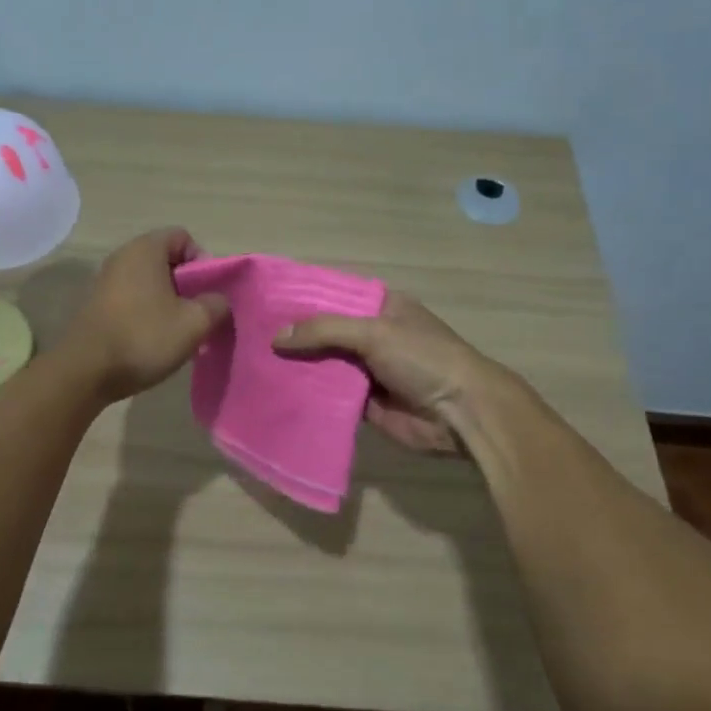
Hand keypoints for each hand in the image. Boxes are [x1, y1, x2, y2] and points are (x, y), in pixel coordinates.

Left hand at [65, 228, 229, 402]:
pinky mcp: (97, 307)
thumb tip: (217, 301)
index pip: (183, 238)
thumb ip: (216, 305)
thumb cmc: (144, 337)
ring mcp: (105, 282)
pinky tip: (154, 341)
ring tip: (178, 332)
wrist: (86, 371)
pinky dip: (147, 314)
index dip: (203, 261)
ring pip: (149, 284)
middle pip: (166, 261)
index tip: (208, 292)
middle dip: (187, 286)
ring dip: (168, 303)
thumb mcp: (194, 323)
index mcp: (145, 249)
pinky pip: (132, 300)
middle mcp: (122, 257)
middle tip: (198, 315)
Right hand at [274, 292, 520, 454]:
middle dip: (294, 336)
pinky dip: (309, 395)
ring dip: (297, 367)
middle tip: (250, 335)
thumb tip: (276, 337)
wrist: (460, 413)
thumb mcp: (374, 332)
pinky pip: (329, 396)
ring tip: (254, 363)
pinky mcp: (364, 404)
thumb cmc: (423, 358)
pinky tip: (276, 392)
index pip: (335, 297)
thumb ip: (324, 331)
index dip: (303, 299)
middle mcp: (373, 336)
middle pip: (325, 333)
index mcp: (382, 308)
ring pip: (324, 365)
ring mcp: (368, 370)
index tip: (266, 301)